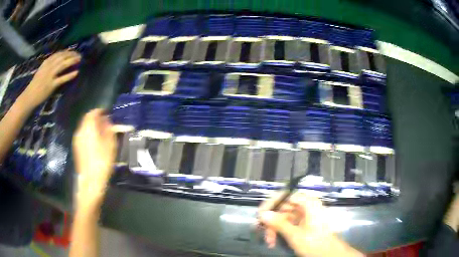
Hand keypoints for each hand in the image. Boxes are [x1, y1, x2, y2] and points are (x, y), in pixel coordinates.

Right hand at [18, 50, 80, 108]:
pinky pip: (62, 79)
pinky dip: (69, 75)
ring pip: (63, 65)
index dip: (67, 52)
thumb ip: (48, 65)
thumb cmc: (35, 84)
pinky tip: (76, 73)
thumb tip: (57, 60)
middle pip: (62, 57)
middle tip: (79, 54)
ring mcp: (50, 76)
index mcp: (46, 63)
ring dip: (72, 61)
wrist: (30, 96)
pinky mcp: (51, 85)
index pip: (58, 54)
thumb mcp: (41, 70)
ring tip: (79, 60)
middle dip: (71, 54)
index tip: (73, 51)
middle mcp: (48, 67)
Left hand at [72, 109, 116, 209]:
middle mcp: (80, 131)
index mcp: (88, 128)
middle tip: (105, 122)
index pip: (92, 113)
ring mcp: (77, 140)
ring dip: (92, 126)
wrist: (91, 180)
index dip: (100, 111)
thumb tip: (107, 121)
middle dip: (95, 118)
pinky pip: (82, 135)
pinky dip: (88, 133)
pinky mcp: (76, 147)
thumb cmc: (102, 162)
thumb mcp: (110, 145)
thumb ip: (109, 130)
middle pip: (87, 119)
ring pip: (84, 127)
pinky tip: (95, 141)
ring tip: (101, 132)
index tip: (107, 113)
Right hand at [258, 192, 362, 256]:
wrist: (329, 254)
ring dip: (274, 228)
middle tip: (260, 230)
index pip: (286, 195)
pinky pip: (287, 223)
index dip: (271, 203)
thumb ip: (278, 223)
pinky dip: (280, 231)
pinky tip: (273, 241)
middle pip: (283, 207)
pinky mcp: (303, 223)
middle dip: (271, 220)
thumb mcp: (295, 234)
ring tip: (269, 241)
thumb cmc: (315, 243)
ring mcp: (304, 215)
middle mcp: (306, 206)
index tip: (260, 214)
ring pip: (283, 217)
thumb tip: (262, 214)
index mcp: (308, 203)